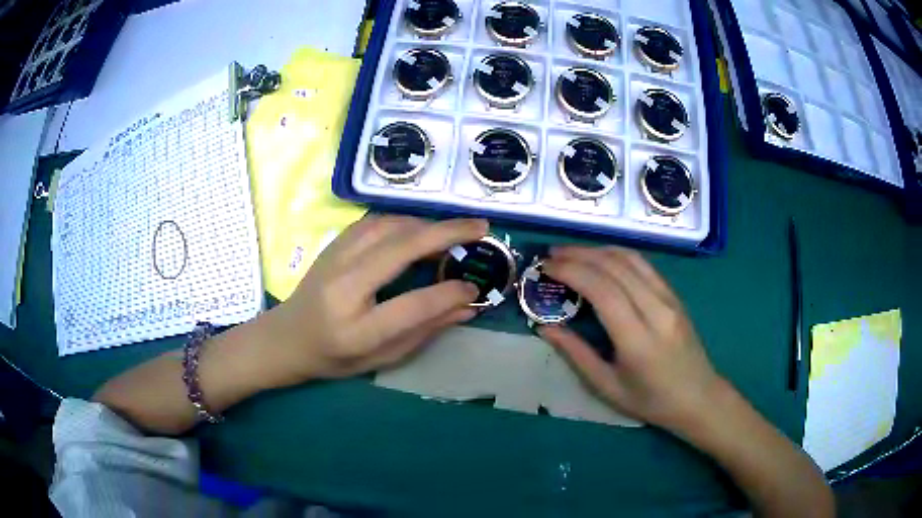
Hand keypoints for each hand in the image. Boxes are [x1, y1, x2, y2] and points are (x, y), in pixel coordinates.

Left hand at [257, 216, 486, 386]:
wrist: (286, 338)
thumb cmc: (334, 357)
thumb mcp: (381, 358)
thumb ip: (424, 331)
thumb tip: (467, 306)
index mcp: (356, 329)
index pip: (412, 305)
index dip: (449, 293)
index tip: (475, 287)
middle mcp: (343, 287)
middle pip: (401, 248)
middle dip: (446, 233)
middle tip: (481, 227)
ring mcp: (335, 260)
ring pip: (388, 226)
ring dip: (426, 224)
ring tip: (454, 231)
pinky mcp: (333, 245)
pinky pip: (375, 222)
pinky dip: (404, 221)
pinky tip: (420, 229)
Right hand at [538, 246, 723, 430]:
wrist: (698, 397)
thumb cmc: (651, 400)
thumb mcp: (608, 387)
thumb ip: (576, 354)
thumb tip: (545, 328)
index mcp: (637, 339)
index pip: (602, 289)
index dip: (571, 271)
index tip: (546, 267)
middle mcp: (656, 310)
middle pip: (615, 267)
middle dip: (579, 255)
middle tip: (551, 256)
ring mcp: (669, 298)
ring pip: (630, 259)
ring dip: (597, 250)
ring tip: (571, 253)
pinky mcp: (675, 295)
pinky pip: (644, 265)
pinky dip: (617, 254)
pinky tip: (601, 258)